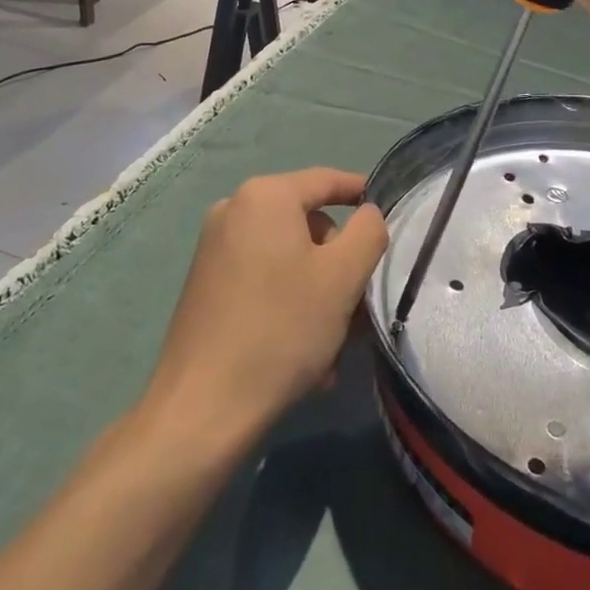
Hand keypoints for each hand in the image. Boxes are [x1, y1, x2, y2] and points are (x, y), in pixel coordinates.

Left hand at [142, 169, 387, 443]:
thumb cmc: (281, 329)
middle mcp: (234, 210)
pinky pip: (263, 279)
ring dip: (318, 292)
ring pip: (288, 258)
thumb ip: (368, 232)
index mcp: (266, 196)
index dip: (361, 193)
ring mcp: (214, 248)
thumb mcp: (343, 277)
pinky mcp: (205, 284)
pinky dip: (289, 303)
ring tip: (334, 344)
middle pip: (308, 223)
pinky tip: (303, 353)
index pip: (327, 180)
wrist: (201, 409)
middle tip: (358, 306)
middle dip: (338, 263)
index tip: (388, 213)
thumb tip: (368, 215)